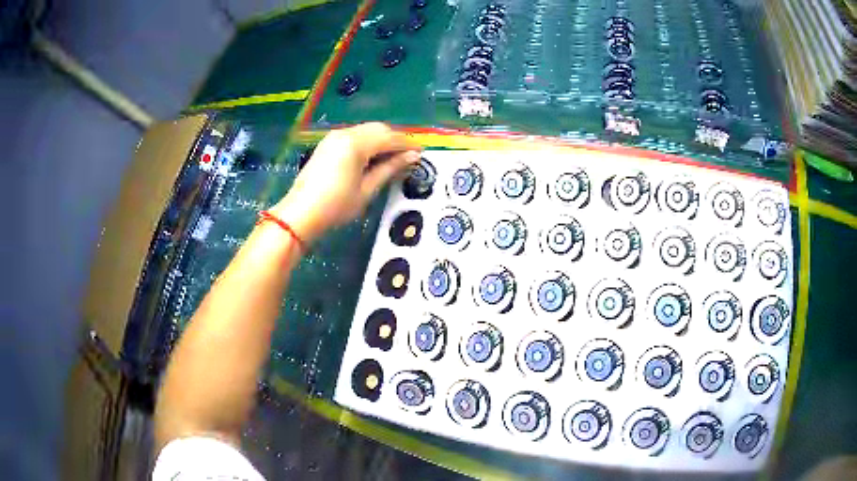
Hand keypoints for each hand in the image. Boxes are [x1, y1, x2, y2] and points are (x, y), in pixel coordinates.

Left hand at [271, 123, 421, 243]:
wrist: (301, 213)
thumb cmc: (336, 205)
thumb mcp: (367, 189)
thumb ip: (390, 168)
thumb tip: (412, 157)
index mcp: (356, 143)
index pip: (389, 137)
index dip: (408, 144)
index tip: (421, 153)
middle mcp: (345, 133)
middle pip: (378, 129)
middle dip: (396, 140)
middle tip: (409, 156)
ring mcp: (335, 137)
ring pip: (367, 130)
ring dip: (382, 140)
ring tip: (394, 158)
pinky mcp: (328, 144)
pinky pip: (355, 136)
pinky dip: (369, 143)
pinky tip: (374, 157)